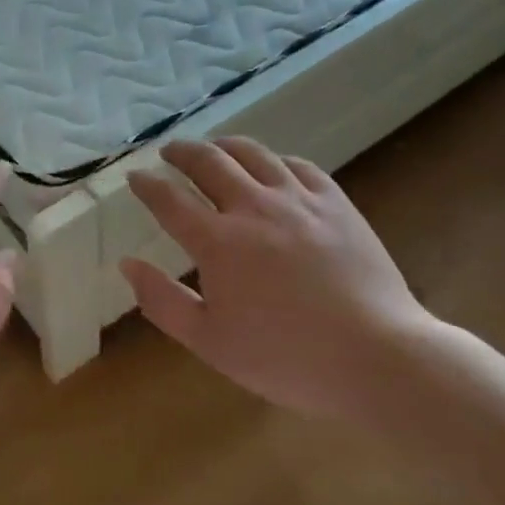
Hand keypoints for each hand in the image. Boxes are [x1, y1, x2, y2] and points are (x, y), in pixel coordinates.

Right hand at [120, 137, 443, 419]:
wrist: (378, 357)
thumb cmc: (286, 358)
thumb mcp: (210, 343)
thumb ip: (163, 301)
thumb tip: (127, 264)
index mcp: (218, 242)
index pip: (169, 199)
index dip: (147, 184)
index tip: (135, 177)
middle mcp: (253, 208)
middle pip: (208, 162)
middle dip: (181, 152)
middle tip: (169, 152)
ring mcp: (298, 200)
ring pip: (253, 153)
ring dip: (224, 146)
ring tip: (214, 148)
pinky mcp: (335, 203)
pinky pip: (298, 165)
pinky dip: (275, 159)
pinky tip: (272, 167)